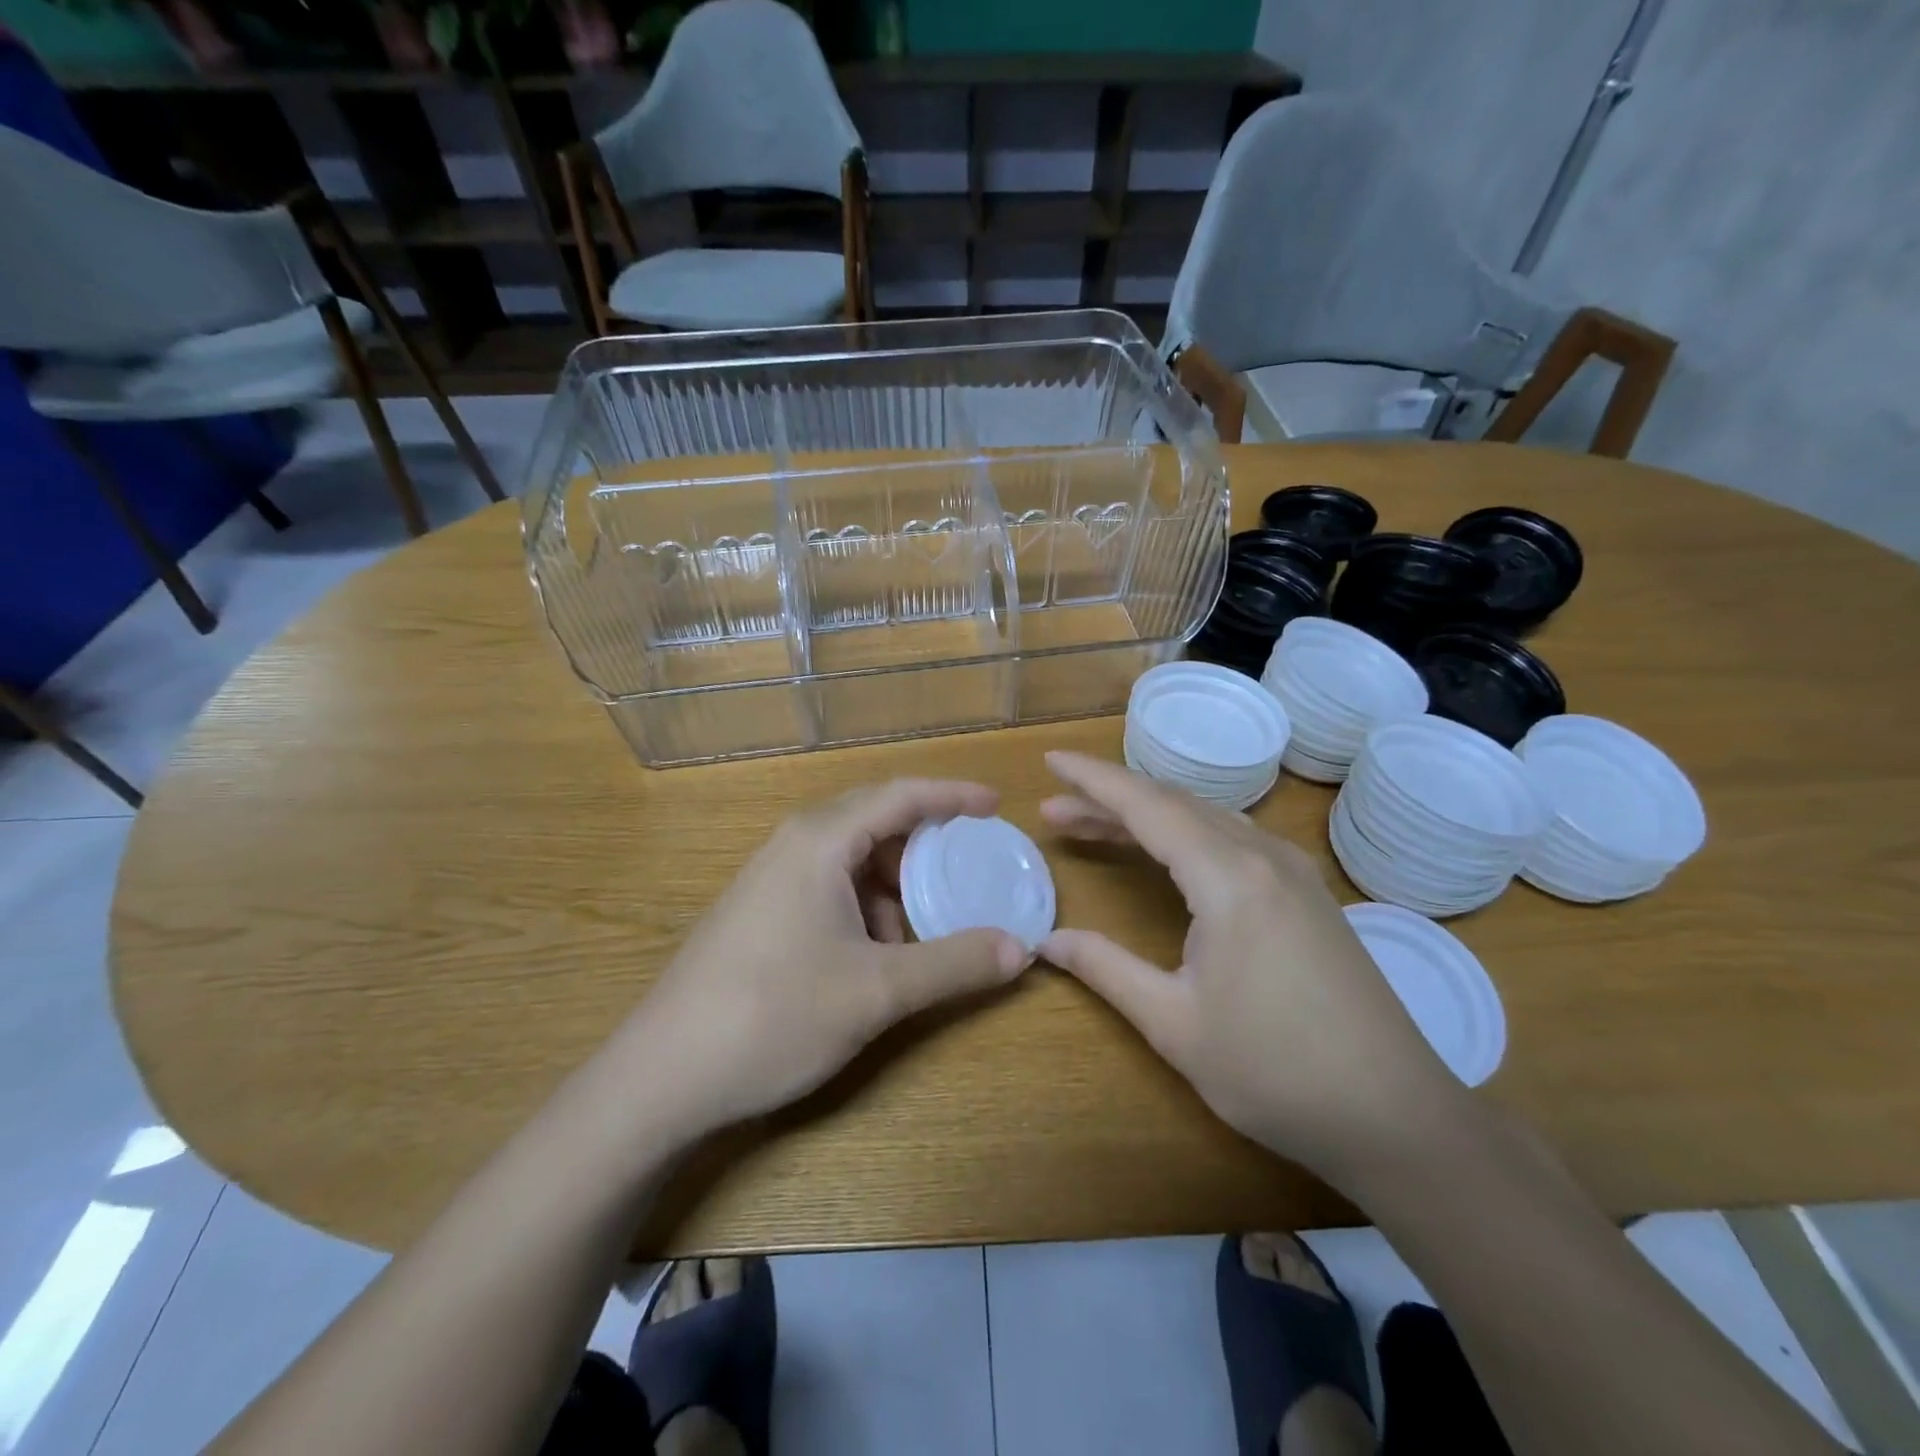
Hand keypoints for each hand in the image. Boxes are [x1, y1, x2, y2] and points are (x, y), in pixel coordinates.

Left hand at [609, 779, 1029, 1137]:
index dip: (952, 795)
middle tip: (971, 867)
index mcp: (820, 840)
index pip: (900, 795)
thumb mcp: (876, 991)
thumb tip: (1022, 948)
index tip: (996, 804)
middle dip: (927, 845)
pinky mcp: (760, 912)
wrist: (660, 1077)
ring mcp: (771, 879)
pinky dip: (866, 907)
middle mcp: (794, 845)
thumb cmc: (773, 1015)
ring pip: (852, 860)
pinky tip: (877, 953)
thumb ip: (953, 964)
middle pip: (876, 821)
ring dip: (895, 885)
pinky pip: (830, 888)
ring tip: (926, 926)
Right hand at [1038, 751, 1460, 1178]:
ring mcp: (1293, 872)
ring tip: (1094, 825)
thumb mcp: (1174, 1024)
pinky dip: (1184, 833)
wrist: (1397, 1117)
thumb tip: (1047, 941)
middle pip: (1173, 804)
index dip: (1094, 780)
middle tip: (1055, 810)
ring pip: (1205, 818)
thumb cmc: (1276, 1072)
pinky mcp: (1307, 893)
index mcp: (1229, 878)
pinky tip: (1166, 851)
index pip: (1147, 806)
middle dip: (1109, 799)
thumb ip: (1106, 969)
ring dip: (1147, 815)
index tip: (1051, 761)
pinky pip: (1231, 838)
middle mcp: (1263, 856)